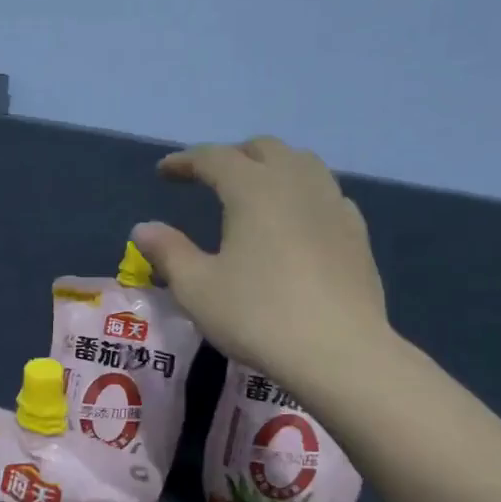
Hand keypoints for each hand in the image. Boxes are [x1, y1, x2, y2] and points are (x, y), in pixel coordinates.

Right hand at [130, 137, 392, 397]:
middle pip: (264, 149)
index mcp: (253, 189)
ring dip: (272, 168)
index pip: (214, 158)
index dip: (185, 161)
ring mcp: (333, 205)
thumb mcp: (197, 288)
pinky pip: (326, 195)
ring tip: (254, 191)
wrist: (338, 352)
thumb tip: (143, 229)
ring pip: (302, 164)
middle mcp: (297, 183)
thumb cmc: (257, 315)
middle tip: (209, 178)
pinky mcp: (357, 233)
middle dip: (232, 156)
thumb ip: (168, 252)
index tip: (164, 172)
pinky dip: (303, 194)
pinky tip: (297, 220)